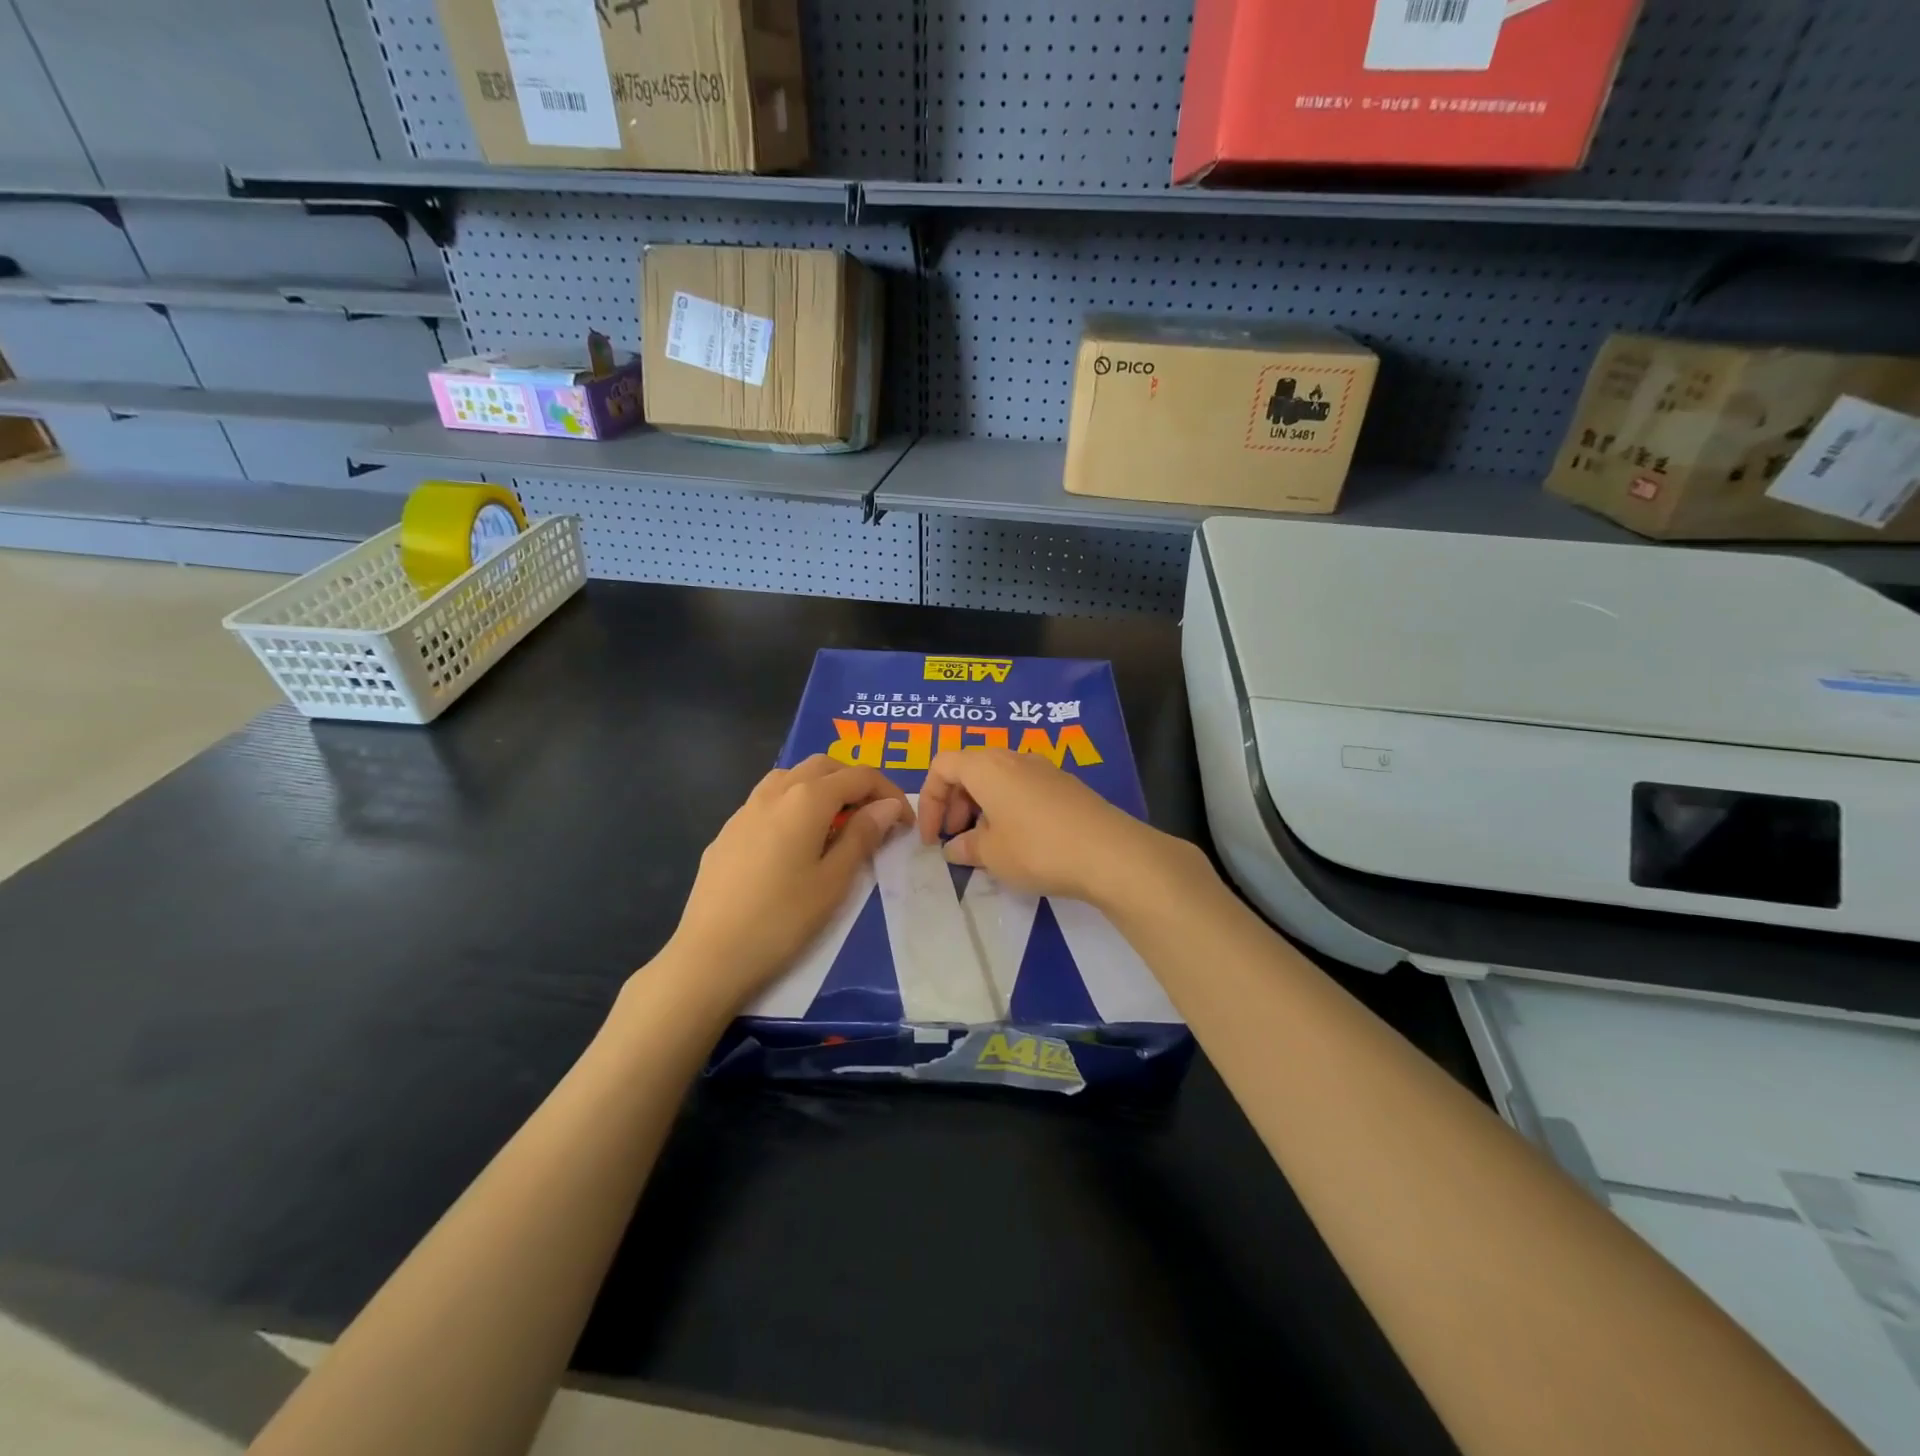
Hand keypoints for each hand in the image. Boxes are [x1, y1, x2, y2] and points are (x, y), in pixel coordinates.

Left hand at [662, 756, 908, 1009]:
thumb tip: (887, 806)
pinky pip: (769, 799)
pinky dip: (794, 804)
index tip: (905, 823)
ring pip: (792, 776)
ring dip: (822, 787)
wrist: (710, 955)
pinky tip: (796, 842)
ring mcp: (745, 809)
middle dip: (856, 782)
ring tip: (837, 824)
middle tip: (874, 818)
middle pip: (825, 766)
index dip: (889, 793)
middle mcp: (775, 791)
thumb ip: (863, 835)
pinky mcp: (728, 831)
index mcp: (807, 799)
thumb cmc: (782, 919)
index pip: (860, 776)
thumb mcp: (834, 880)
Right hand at [915, 747, 1196, 907]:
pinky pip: (1022, 788)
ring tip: (985, 844)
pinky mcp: (1065, 785)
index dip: (928, 800)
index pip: (942, 766)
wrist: (1110, 853)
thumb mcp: (992, 855)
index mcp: (987, 766)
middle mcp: (1013, 757)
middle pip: (969, 768)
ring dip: (981, 807)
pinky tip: (1018, 842)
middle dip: (954, 803)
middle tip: (955, 838)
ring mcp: (1043, 768)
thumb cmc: (1037, 849)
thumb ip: (966, 848)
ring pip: (997, 778)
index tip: (932, 837)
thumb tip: (955, 847)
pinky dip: (1007, 808)